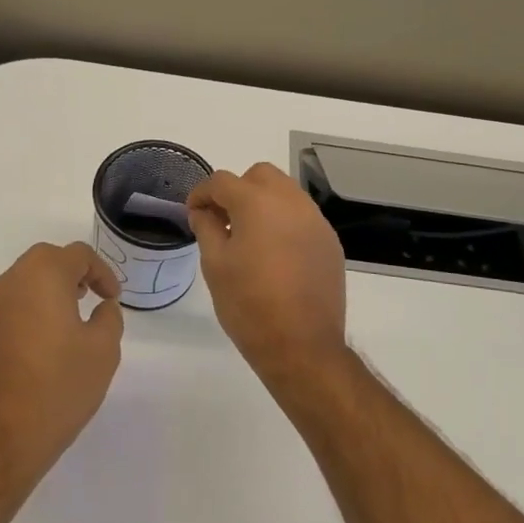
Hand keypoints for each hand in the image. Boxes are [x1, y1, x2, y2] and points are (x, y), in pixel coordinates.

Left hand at [0, 242, 124, 488]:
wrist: (0, 437)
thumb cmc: (58, 386)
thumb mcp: (103, 350)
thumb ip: (109, 318)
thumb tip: (102, 307)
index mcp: (42, 276)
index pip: (77, 254)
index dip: (102, 272)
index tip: (113, 298)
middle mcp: (11, 282)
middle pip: (46, 259)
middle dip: (73, 273)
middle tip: (92, 297)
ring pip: (25, 281)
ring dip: (50, 289)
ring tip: (72, 319)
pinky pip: (12, 305)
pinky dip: (32, 309)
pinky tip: (47, 342)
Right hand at [186, 164, 347, 383]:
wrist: (302, 346)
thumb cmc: (249, 305)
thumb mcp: (215, 265)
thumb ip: (207, 228)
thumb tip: (203, 211)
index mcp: (258, 203)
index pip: (222, 181)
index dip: (202, 194)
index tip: (194, 213)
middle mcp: (291, 202)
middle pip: (260, 175)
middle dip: (237, 189)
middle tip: (223, 220)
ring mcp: (316, 221)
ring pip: (285, 192)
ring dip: (263, 202)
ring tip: (249, 236)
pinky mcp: (330, 241)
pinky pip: (302, 216)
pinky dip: (284, 221)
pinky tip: (275, 253)